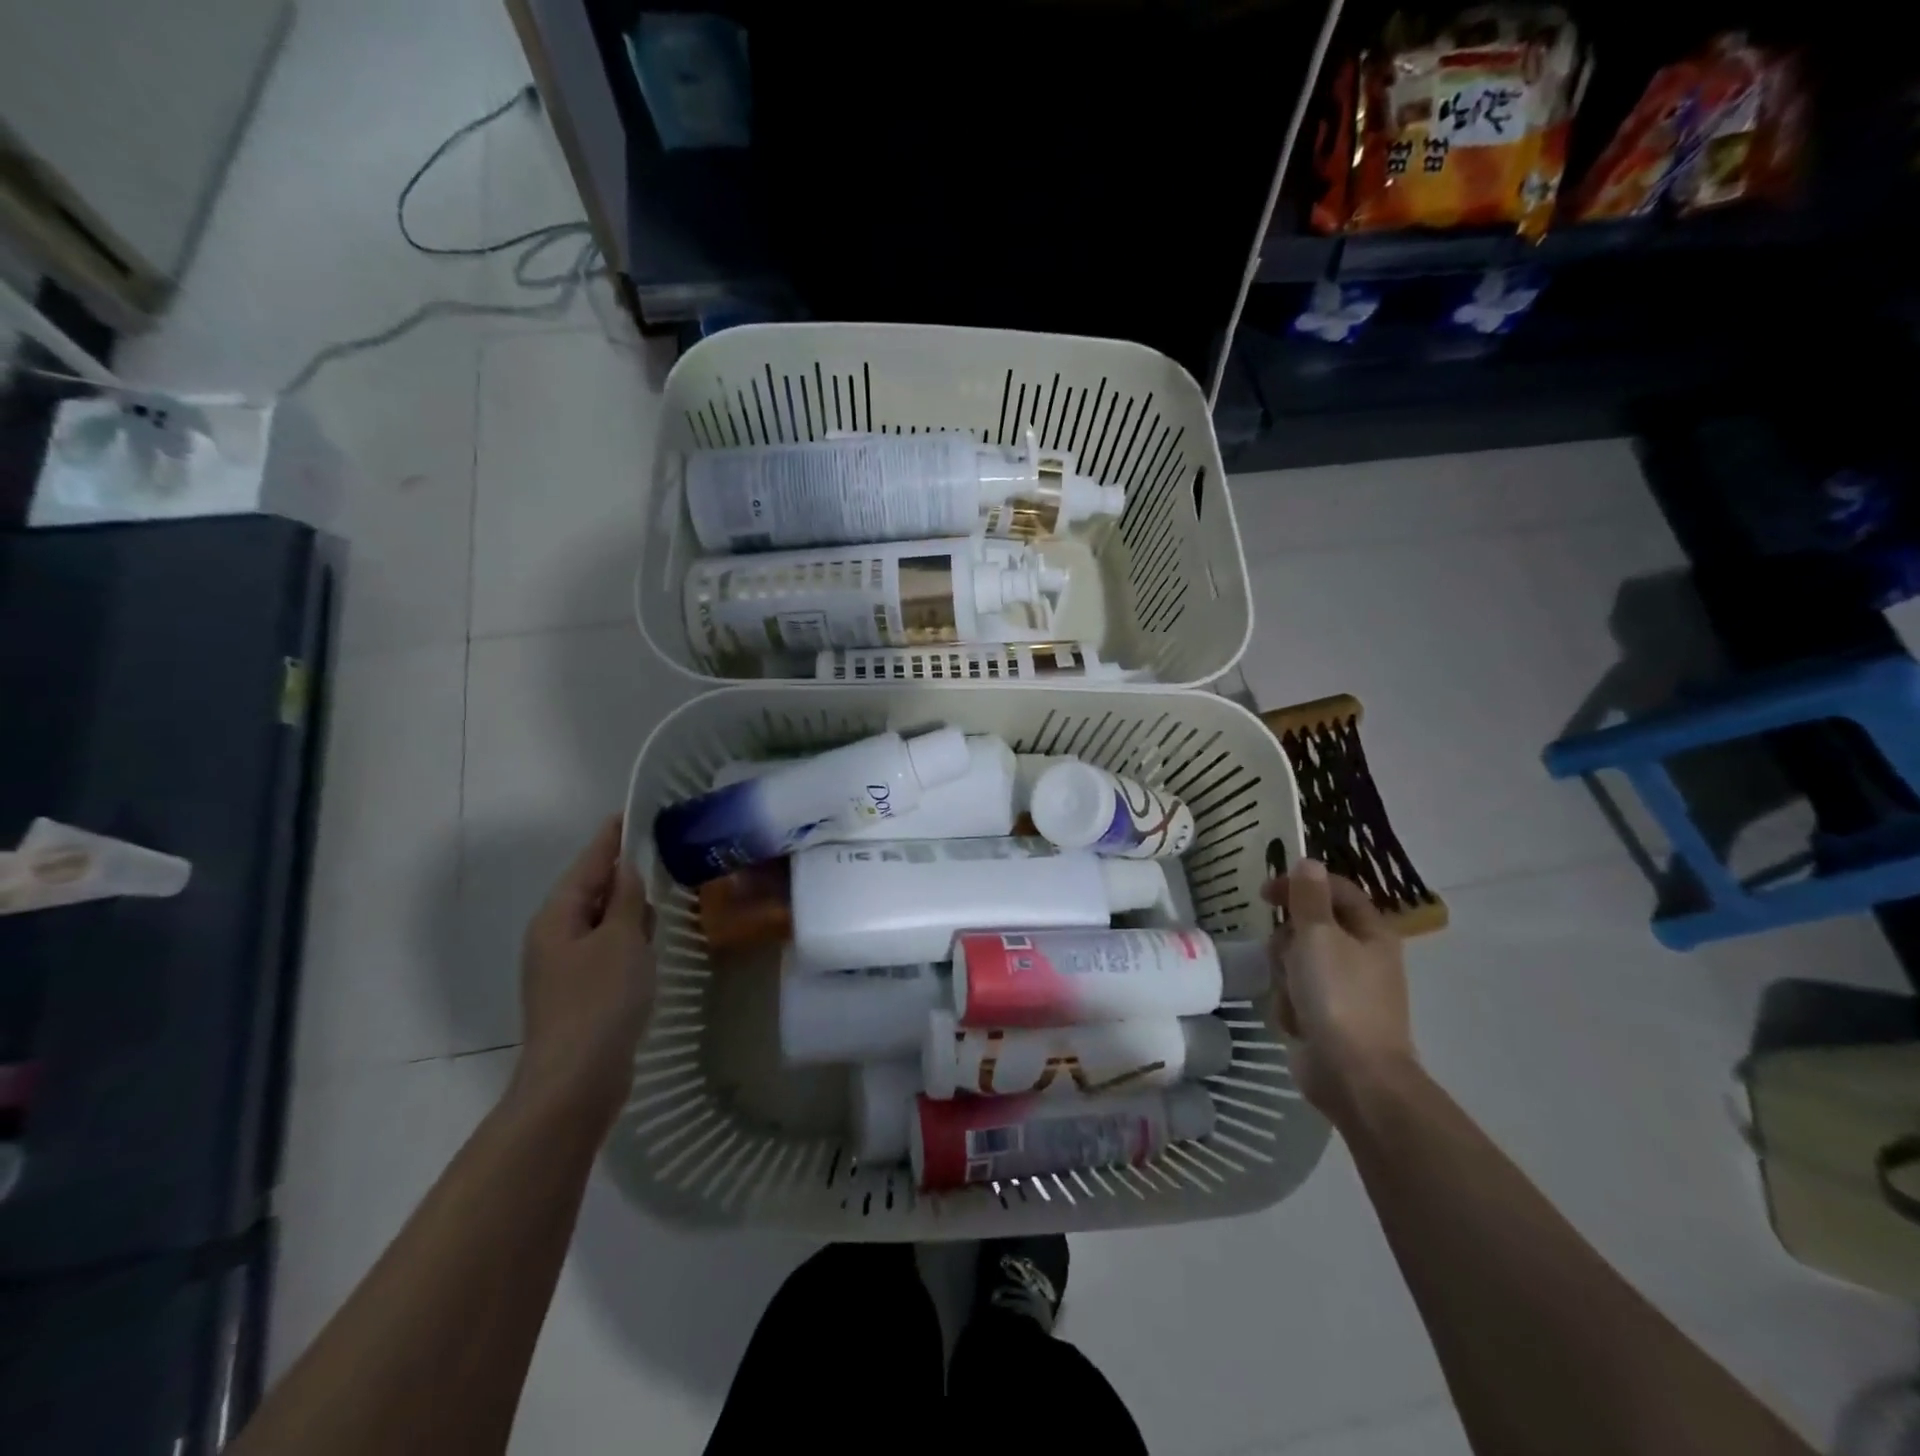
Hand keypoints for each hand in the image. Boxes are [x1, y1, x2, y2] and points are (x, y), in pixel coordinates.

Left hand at [513, 815, 655, 1126]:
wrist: (577, 1080)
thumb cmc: (600, 1000)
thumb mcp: (621, 939)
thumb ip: (625, 899)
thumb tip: (627, 868)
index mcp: (557, 916)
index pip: (590, 861)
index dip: (613, 836)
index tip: (635, 812)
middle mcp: (554, 935)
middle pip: (591, 889)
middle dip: (623, 870)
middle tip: (662, 849)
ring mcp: (564, 966)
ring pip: (600, 921)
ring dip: (627, 906)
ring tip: (662, 887)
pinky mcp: (580, 991)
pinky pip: (606, 948)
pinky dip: (627, 937)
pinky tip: (649, 940)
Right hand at [1262, 859, 1414, 1125]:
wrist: (1354, 1075)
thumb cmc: (1338, 996)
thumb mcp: (1318, 935)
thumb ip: (1309, 897)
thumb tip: (1309, 862)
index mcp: (1370, 932)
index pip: (1334, 889)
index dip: (1301, 884)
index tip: (1266, 893)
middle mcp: (1360, 956)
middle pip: (1309, 927)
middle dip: (1288, 941)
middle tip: (1285, 955)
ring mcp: (1343, 990)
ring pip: (1296, 962)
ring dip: (1285, 976)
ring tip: (1291, 995)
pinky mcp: (1326, 1017)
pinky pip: (1295, 995)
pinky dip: (1290, 1005)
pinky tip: (1295, 1022)